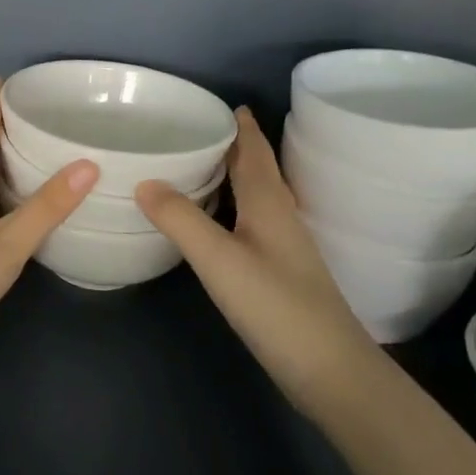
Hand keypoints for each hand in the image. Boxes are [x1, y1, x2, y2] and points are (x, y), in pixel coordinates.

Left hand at [0, 80, 97, 423]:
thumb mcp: (7, 245)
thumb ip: (47, 206)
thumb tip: (89, 162)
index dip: (2, 93)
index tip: (32, 76)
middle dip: (11, 115)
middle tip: (53, 104)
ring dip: (6, 144)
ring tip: (43, 136)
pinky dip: (1, 173)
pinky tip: (20, 186)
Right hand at [136, 107, 374, 406]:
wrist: (331, 371)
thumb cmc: (276, 307)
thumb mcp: (220, 259)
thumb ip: (181, 219)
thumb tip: (144, 181)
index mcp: (269, 202)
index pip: (254, 151)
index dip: (241, 126)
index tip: (222, 103)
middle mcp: (280, 216)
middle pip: (258, 169)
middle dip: (235, 145)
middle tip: (200, 128)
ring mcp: (284, 246)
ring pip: (257, 195)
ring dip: (235, 174)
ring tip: (202, 164)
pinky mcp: (281, 272)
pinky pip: (253, 220)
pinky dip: (234, 206)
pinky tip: (217, 220)